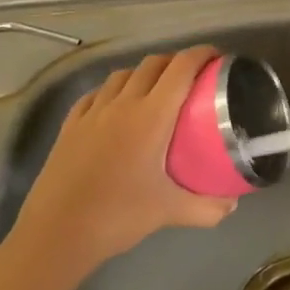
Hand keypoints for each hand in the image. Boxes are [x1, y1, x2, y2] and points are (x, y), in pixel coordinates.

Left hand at [11, 46, 234, 278]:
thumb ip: (206, 208)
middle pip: (152, 64)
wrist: (56, 234)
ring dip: (144, 73)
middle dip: (175, 62)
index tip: (217, 58)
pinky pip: (96, 93)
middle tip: (193, 77)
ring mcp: (92, 112)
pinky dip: (113, 90)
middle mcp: (122, 104)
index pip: (181, 69)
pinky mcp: (71, 125)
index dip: (201, 55)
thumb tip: (232, 205)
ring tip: (156, 89)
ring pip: (122, 74)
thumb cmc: (117, 216)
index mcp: (151, 116)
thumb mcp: (169, 212)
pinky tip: (115, 106)